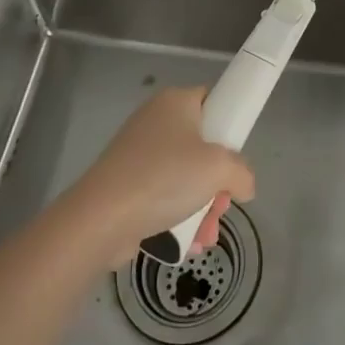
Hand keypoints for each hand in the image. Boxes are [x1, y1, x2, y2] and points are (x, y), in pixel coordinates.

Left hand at [66, 86, 256, 266]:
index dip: (229, 127)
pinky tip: (187, 243)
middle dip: (217, 184)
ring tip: (204, 236)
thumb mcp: (219, 168)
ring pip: (186, 178)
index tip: (236, 157)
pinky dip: (178, 217)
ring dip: (202, 208)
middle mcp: (156, 121)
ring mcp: (139, 155)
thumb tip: (243, 186)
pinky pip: (164, 196)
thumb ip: (243, 173)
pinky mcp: (127, 185)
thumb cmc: (165, 178)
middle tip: (221, 205)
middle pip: (203, 147)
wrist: (101, 219)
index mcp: (176, 102)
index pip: (213, 101)